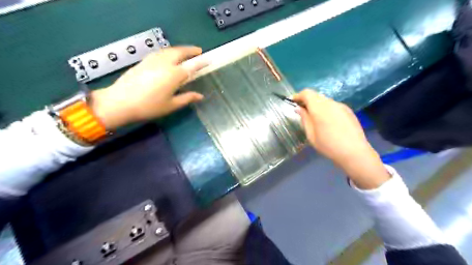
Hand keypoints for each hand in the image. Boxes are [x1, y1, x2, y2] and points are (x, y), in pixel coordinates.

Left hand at [89, 46, 206, 129]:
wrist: (120, 102)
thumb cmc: (149, 107)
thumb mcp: (171, 105)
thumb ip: (187, 98)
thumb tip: (200, 96)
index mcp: (174, 75)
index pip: (191, 66)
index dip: (201, 62)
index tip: (209, 59)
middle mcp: (164, 64)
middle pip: (180, 52)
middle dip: (190, 50)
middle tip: (198, 51)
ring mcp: (152, 61)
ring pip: (169, 50)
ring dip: (180, 49)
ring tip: (185, 53)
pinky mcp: (143, 61)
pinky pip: (160, 53)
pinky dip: (168, 51)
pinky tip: (168, 56)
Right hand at [294, 91, 389, 189]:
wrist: (354, 152)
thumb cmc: (328, 145)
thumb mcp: (311, 135)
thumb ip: (305, 119)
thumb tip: (299, 108)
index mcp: (320, 108)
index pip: (307, 93)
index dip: (298, 95)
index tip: (292, 101)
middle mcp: (331, 103)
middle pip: (316, 95)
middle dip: (307, 100)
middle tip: (302, 110)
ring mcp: (341, 106)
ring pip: (325, 100)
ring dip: (317, 104)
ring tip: (314, 117)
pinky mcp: (348, 110)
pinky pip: (333, 105)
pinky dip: (326, 108)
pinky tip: (327, 121)